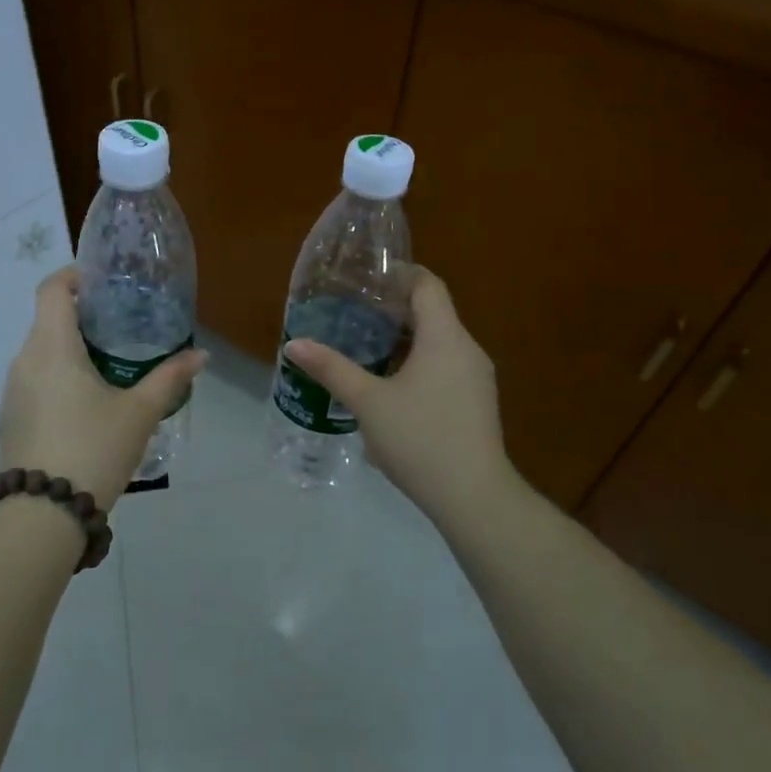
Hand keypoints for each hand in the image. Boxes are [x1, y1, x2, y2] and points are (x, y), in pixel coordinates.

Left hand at [0, 267, 206, 510]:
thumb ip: (170, 379)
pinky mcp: (11, 415)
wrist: (43, 513)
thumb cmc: (94, 449)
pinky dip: (58, 374)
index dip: (75, 275)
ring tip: (108, 363)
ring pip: (41, 351)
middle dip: (82, 315)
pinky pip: (35, 378)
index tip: (104, 283)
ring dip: (70, 348)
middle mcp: (24, 359)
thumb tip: (200, 356)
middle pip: (48, 319)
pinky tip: (86, 400)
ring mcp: (13, 389)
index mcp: (52, 346)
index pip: (52, 288)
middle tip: (122, 325)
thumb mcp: (139, 413)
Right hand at [284, 267, 515, 523]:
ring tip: (365, 347)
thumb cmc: (419, 439)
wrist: (473, 496)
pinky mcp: (476, 402)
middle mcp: (467, 349)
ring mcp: (476, 377)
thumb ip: (332, 369)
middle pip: (433, 312)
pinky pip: (445, 366)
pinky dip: (418, 362)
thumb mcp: (368, 402)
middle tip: (353, 313)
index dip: (398, 275)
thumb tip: (294, 344)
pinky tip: (390, 385)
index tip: (364, 279)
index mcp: (445, 338)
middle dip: (393, 309)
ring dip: (404, 339)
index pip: (427, 285)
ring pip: (439, 342)